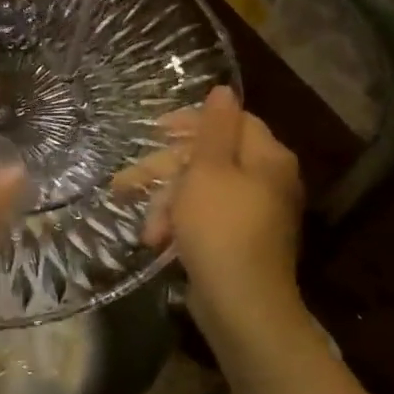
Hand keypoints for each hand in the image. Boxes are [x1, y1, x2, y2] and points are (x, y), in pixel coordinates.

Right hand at [131, 87, 304, 325]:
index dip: (190, 121)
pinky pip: (205, 218)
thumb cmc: (220, 227)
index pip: (230, 121)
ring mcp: (254, 213)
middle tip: (126, 184)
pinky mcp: (239, 240)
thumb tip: (224, 89)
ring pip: (200, 191)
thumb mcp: (208, 170)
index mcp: (266, 157)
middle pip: (208, 159)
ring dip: (167, 206)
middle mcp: (266, 180)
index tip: (154, 130)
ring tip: (148, 231)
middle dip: (165, 174)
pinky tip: (159, 242)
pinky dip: (181, 226)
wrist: (241, 304)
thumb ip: (213, 128)